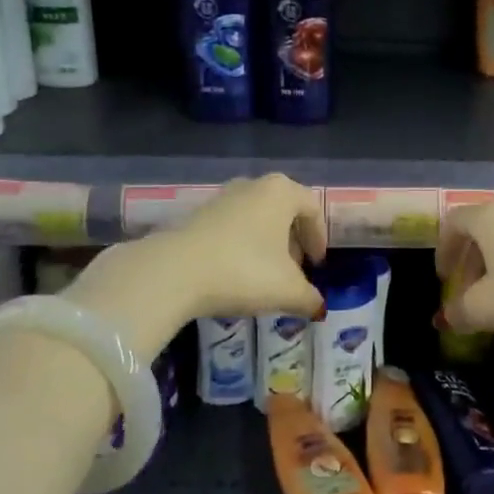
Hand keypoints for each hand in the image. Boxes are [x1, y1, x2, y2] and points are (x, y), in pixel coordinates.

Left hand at [153, 174, 328, 319]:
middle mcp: (253, 185)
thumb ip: (310, 298)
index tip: (317, 265)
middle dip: (293, 241)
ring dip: (266, 244)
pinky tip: (236, 273)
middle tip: (294, 271)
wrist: (175, 271)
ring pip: (256, 218)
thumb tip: (319, 307)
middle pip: (283, 210)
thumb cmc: (244, 271)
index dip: (319, 238)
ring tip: (265, 275)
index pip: (312, 208)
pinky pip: (232, 226)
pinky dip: (242, 245)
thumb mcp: (287, 290)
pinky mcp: (197, 214)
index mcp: (281, 192)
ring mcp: (222, 197)